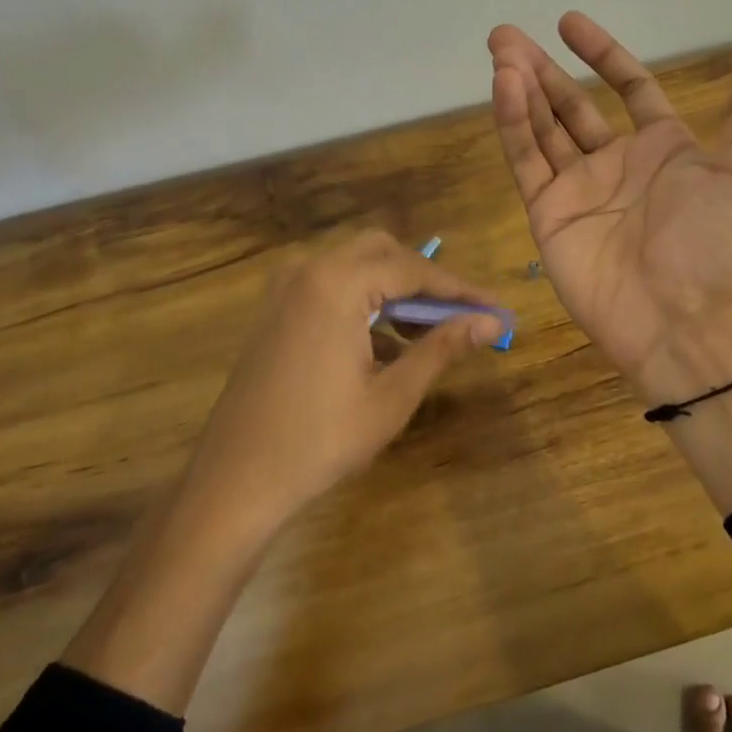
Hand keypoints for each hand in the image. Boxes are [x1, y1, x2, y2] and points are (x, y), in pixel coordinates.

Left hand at [183, 230, 503, 532]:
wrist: (235, 480)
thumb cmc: (320, 440)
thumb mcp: (391, 396)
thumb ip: (442, 348)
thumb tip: (491, 322)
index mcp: (337, 284)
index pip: (413, 269)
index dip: (459, 289)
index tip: (495, 307)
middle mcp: (308, 270)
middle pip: (382, 252)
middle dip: (425, 279)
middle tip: (460, 314)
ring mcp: (284, 288)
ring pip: (355, 266)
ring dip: (394, 289)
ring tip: (429, 333)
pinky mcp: (274, 310)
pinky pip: (329, 286)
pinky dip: (363, 302)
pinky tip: (385, 344)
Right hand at [488, 12, 731, 399]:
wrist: (684, 320)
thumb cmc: (720, 245)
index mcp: (662, 149)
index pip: (628, 88)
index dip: (601, 54)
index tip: (569, 22)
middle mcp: (615, 164)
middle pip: (572, 104)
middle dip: (542, 69)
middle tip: (506, 36)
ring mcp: (578, 189)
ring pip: (542, 127)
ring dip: (520, 88)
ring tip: (498, 50)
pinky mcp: (548, 214)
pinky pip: (527, 161)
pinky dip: (513, 123)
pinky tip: (503, 87)